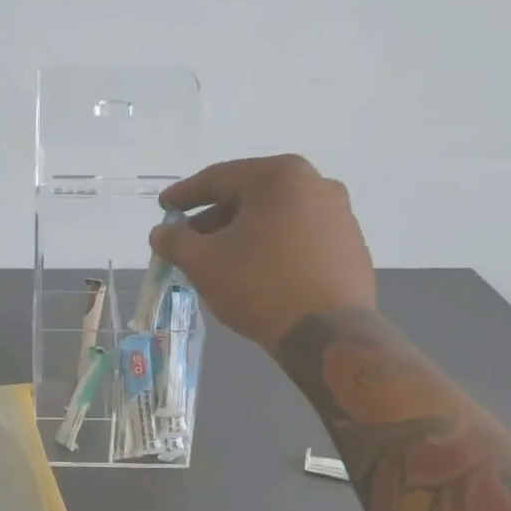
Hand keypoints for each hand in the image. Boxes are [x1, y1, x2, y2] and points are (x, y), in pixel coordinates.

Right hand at [150, 155, 375, 350]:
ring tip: (219, 262)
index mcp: (279, 177)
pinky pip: (299, 239)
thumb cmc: (260, 286)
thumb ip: (175, 242)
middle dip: (214, 219)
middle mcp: (316, 184)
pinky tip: (256, 275)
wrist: (328, 333)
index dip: (185, 195)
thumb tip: (161, 233)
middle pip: (250, 197)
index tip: (164, 207)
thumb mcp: (203, 263)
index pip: (219, 178)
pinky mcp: (350, 247)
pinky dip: (272, 249)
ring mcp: (339, 216)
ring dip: (243, 235)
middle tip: (188, 240)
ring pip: (276, 218)